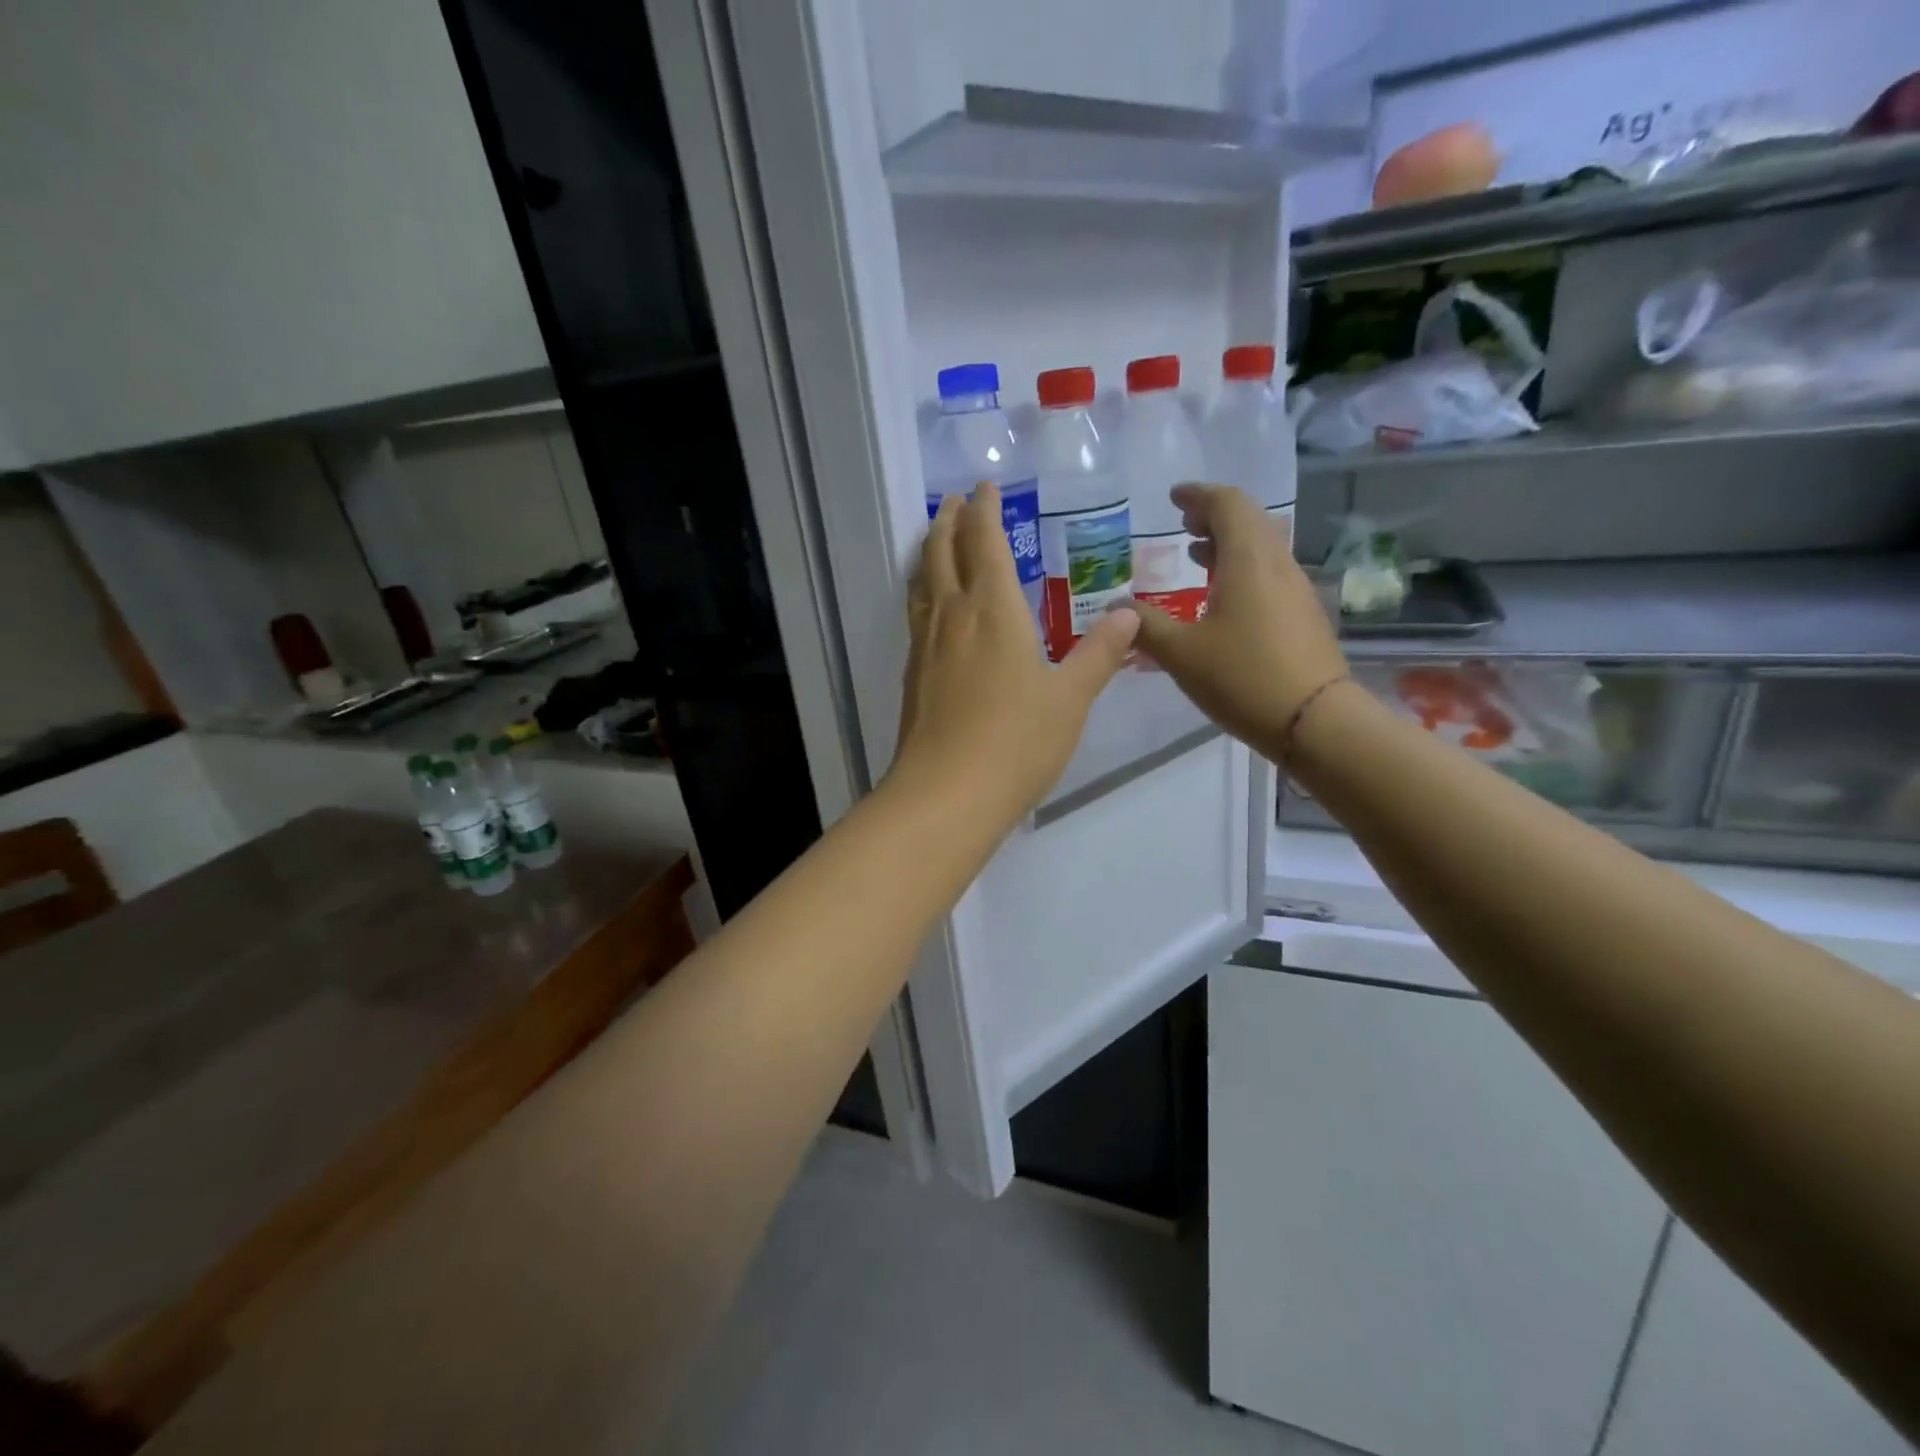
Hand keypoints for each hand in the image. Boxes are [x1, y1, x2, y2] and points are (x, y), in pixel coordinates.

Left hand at [888, 486, 1137, 829]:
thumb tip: (1130, 616)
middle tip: (953, 500)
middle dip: (949, 521)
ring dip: (930, 552)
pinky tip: (932, 608)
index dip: (986, 511)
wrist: (947, 793)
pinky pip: (916, 615)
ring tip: (936, 540)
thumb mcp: (1070, 698)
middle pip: (943, 552)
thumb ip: (1098, 654)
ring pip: (922, 582)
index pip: (986, 543)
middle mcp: (953, 616)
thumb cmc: (1017, 742)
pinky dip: (923, 592)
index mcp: (993, 610)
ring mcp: (926, 645)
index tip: (985, 488)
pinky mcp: (913, 675)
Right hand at [1131, 485, 1347, 758]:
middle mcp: (1277, 564)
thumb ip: (1145, 626)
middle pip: (1250, 520)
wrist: (1315, 721)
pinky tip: (1222, 598)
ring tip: (1196, 556)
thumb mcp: (1181, 654)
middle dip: (1215, 515)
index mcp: (1248, 561)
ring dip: (1229, 543)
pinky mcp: (1302, 615)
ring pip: (1262, 547)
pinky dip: (1242, 569)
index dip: (1199, 495)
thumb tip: (1116, 607)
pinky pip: (1269, 573)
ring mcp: (1295, 590)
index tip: (1174, 497)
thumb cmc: (1243, 678)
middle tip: (1184, 523)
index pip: (1228, 504)